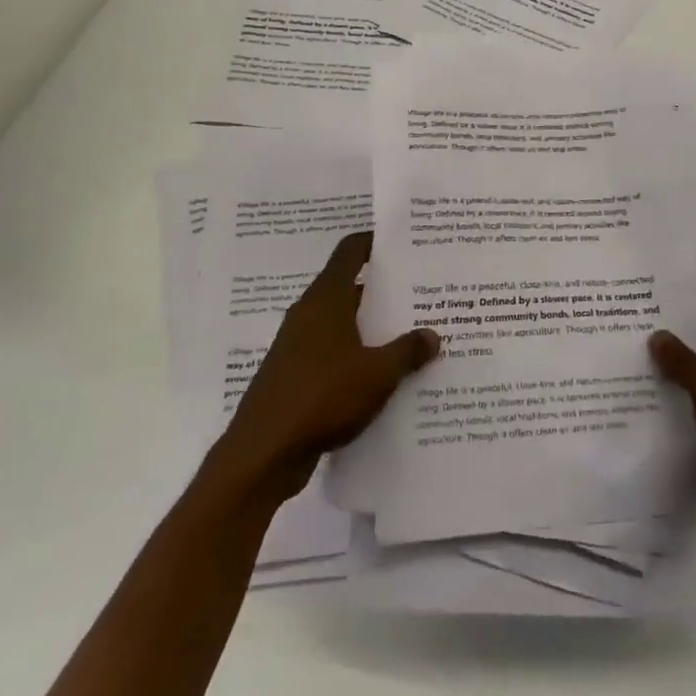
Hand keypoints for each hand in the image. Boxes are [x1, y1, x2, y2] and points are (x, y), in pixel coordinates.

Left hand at [207, 231, 438, 508]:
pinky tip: (383, 376)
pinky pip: (332, 354)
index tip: (403, 243)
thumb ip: (407, 351)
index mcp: (325, 299)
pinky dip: (356, 357)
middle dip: (383, 291)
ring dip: (371, 328)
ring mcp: (297, 346)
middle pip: (349, 287)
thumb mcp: (377, 373)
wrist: (263, 453)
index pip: (350, 252)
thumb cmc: (322, 396)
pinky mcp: (294, 376)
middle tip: (421, 293)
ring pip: (342, 324)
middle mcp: (309, 314)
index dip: (374, 242)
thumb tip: (432, 335)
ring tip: (411, 335)